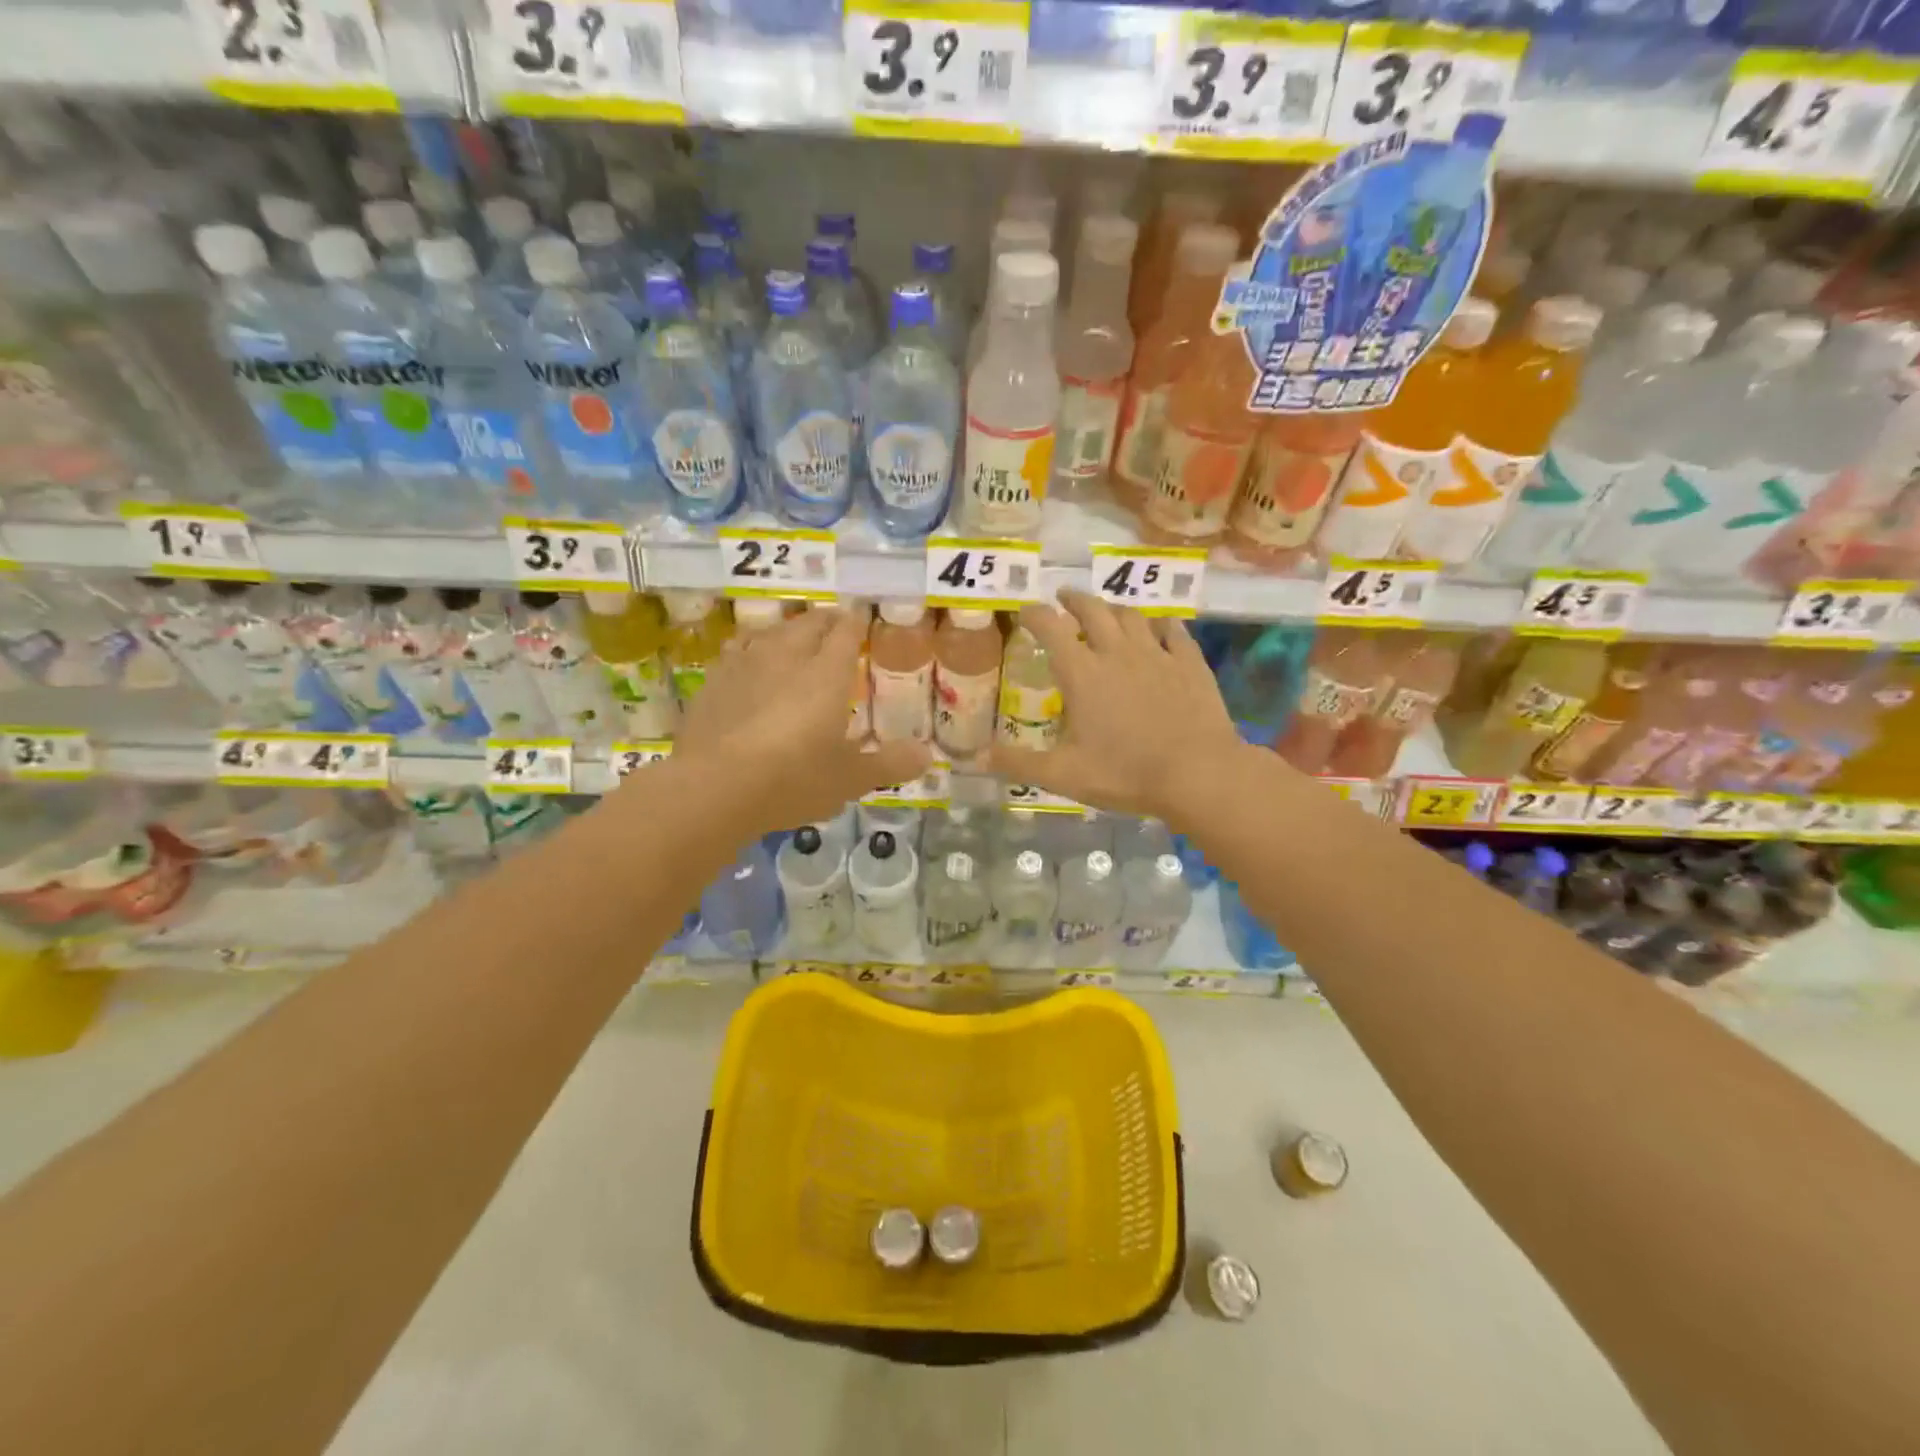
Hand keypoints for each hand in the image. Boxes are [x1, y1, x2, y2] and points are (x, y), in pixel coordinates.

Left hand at [674, 604, 930, 830]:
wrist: (713, 787)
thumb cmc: (792, 779)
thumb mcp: (849, 779)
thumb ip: (889, 764)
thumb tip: (927, 756)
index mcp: (826, 674)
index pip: (846, 632)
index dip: (857, 622)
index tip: (862, 616)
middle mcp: (787, 657)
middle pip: (809, 624)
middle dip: (826, 621)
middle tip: (836, 625)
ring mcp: (746, 664)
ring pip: (772, 631)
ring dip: (788, 629)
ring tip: (795, 636)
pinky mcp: (714, 681)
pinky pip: (738, 649)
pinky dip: (752, 648)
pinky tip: (750, 660)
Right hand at [989, 590, 1243, 823]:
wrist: (1198, 774)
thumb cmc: (1125, 773)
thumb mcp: (1063, 775)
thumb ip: (1018, 763)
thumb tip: (976, 758)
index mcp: (1083, 673)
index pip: (1051, 628)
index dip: (1035, 614)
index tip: (1025, 611)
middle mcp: (1117, 652)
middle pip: (1093, 610)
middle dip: (1074, 599)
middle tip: (1064, 598)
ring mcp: (1158, 654)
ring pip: (1132, 615)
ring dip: (1114, 608)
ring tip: (1106, 610)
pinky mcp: (1190, 663)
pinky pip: (1174, 631)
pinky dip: (1161, 624)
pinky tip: (1160, 626)